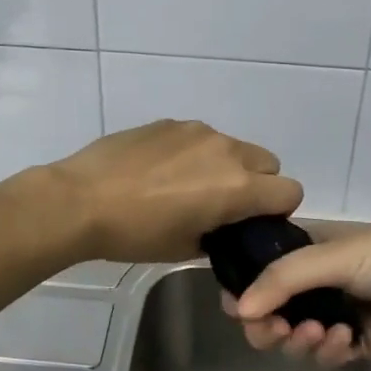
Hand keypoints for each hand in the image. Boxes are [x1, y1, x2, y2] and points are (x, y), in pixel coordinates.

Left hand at [42, 120, 302, 263]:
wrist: (81, 200)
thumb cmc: (135, 234)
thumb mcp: (185, 248)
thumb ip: (219, 235)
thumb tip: (224, 228)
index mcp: (237, 187)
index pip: (290, 192)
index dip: (277, 211)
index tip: (252, 223)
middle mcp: (226, 151)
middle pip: (268, 163)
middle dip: (257, 184)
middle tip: (223, 205)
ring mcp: (197, 131)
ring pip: (233, 147)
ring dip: (225, 166)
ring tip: (185, 187)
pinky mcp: (170, 122)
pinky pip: (200, 138)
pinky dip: (194, 154)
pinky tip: (160, 171)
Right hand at [225, 222, 370, 367]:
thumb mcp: (331, 256)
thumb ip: (283, 279)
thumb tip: (238, 310)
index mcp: (303, 252)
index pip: (258, 272)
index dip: (244, 292)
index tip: (238, 308)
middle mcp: (311, 283)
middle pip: (269, 313)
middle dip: (267, 325)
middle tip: (276, 330)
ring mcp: (331, 313)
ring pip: (293, 339)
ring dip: (300, 340)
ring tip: (321, 332)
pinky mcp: (353, 342)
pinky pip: (324, 355)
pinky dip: (330, 350)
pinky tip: (346, 339)